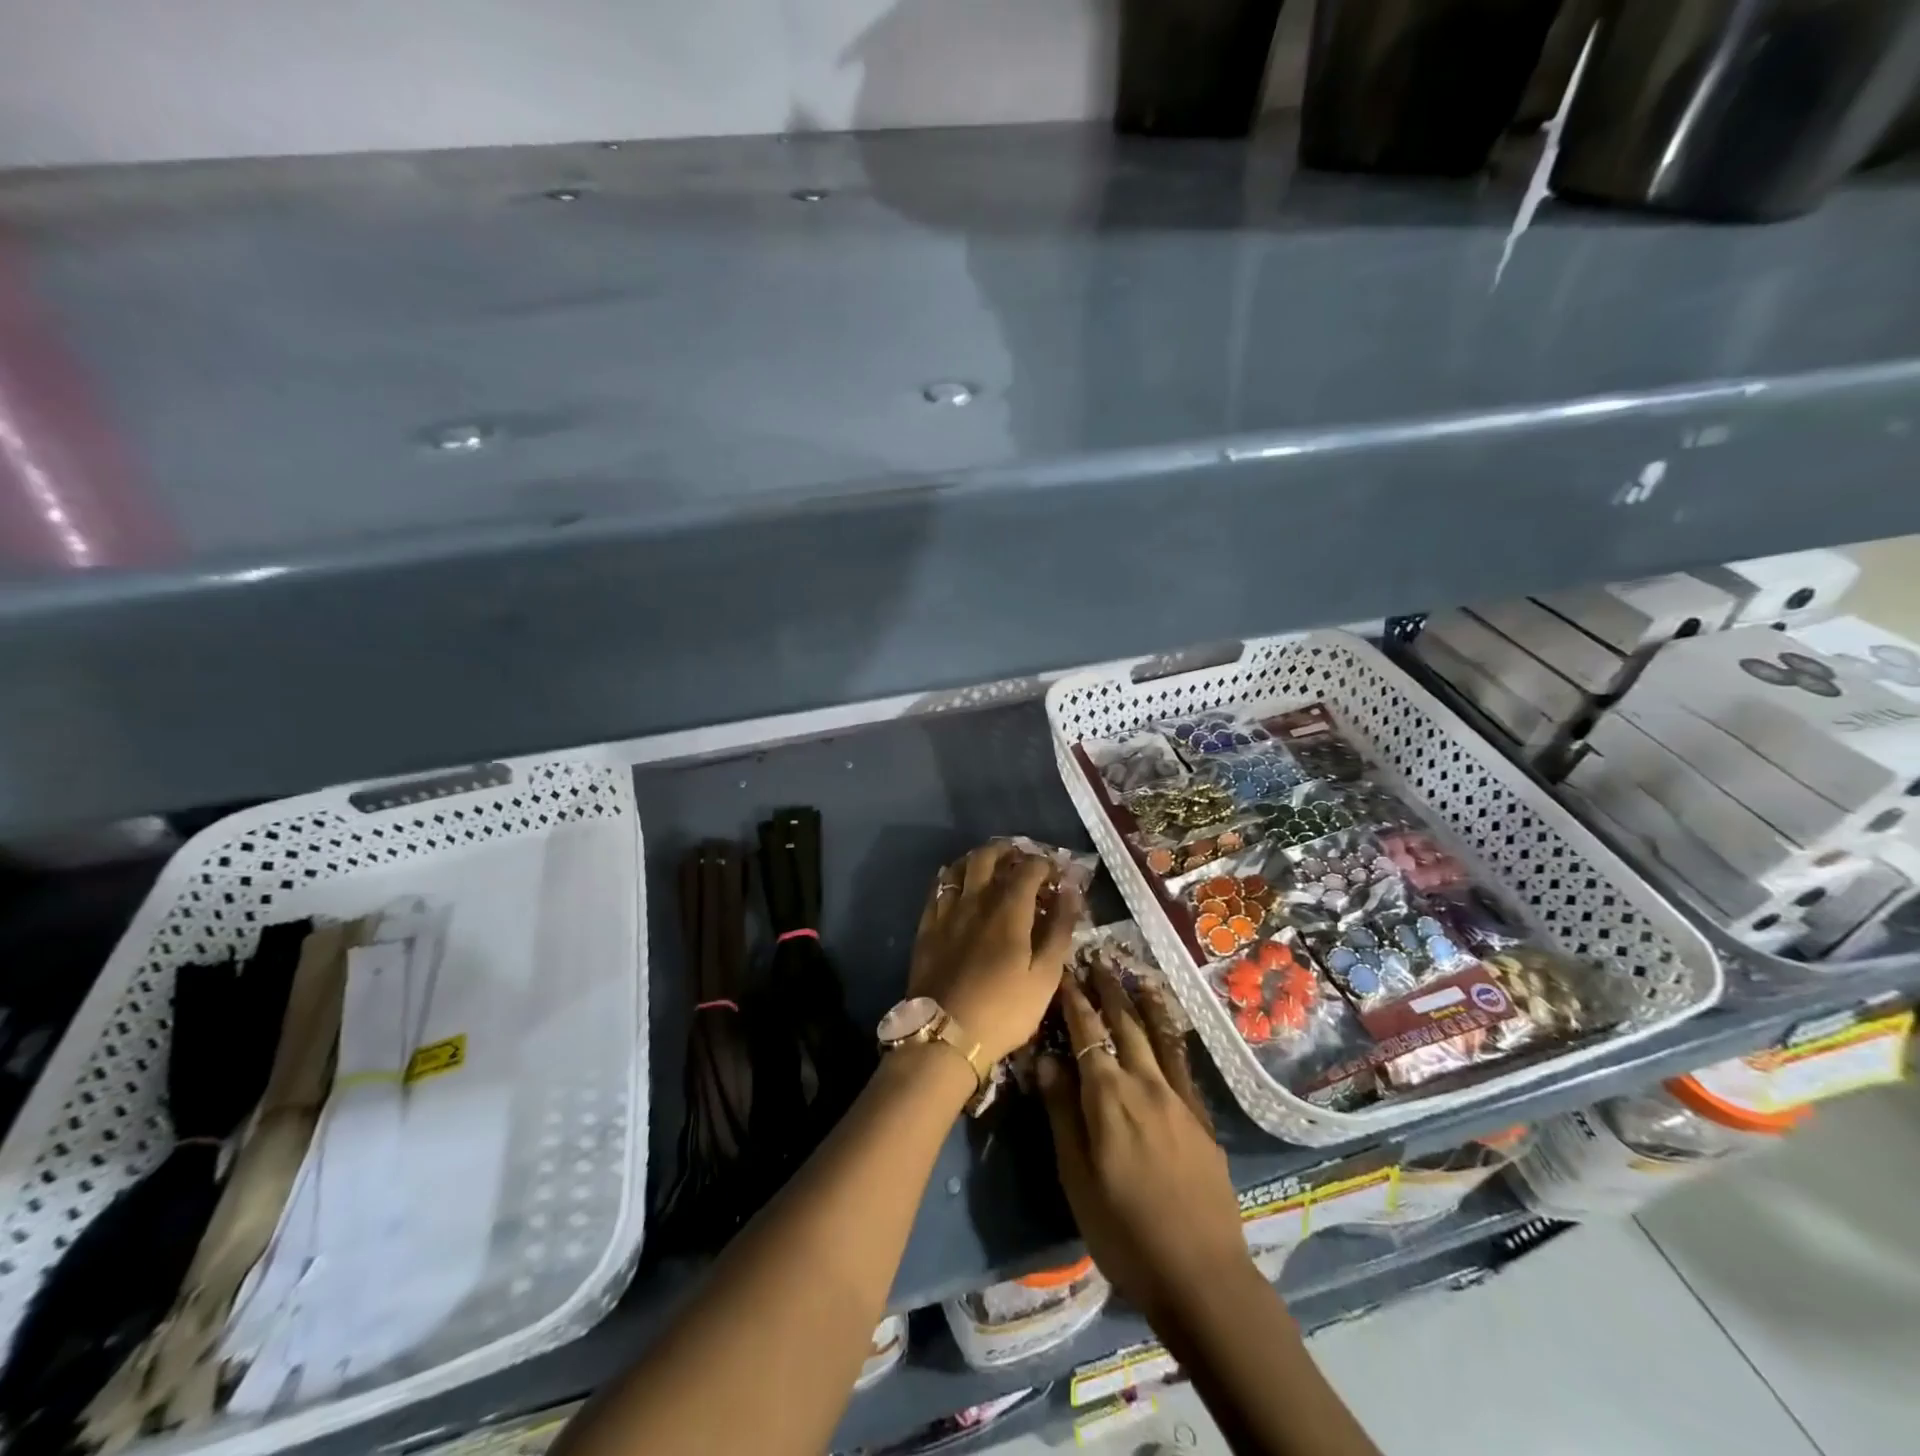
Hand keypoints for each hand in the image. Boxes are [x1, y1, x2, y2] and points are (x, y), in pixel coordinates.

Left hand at [907, 843, 1080, 1065]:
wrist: (944, 1036)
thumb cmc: (1004, 1010)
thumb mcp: (1045, 976)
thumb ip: (1059, 930)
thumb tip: (1071, 891)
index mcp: (1009, 909)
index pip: (1028, 868)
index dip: (1044, 864)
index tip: (1055, 872)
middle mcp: (975, 900)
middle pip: (988, 857)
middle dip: (1007, 851)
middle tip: (1021, 858)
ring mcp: (947, 912)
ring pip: (959, 868)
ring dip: (977, 859)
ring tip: (990, 865)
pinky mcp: (927, 928)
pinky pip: (937, 890)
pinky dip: (951, 878)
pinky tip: (956, 885)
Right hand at [1037, 967, 1253, 1325]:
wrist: (1201, 1275)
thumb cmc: (1124, 1231)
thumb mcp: (1077, 1177)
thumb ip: (1062, 1113)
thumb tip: (1046, 1059)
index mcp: (1108, 1097)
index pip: (1087, 1034)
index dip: (1074, 1001)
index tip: (1064, 972)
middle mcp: (1145, 1084)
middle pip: (1124, 1025)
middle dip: (1108, 990)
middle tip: (1097, 960)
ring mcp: (1178, 1098)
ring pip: (1157, 1036)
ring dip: (1142, 1003)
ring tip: (1135, 976)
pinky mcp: (1201, 1117)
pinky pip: (1182, 1063)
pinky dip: (1171, 1036)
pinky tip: (1168, 1028)